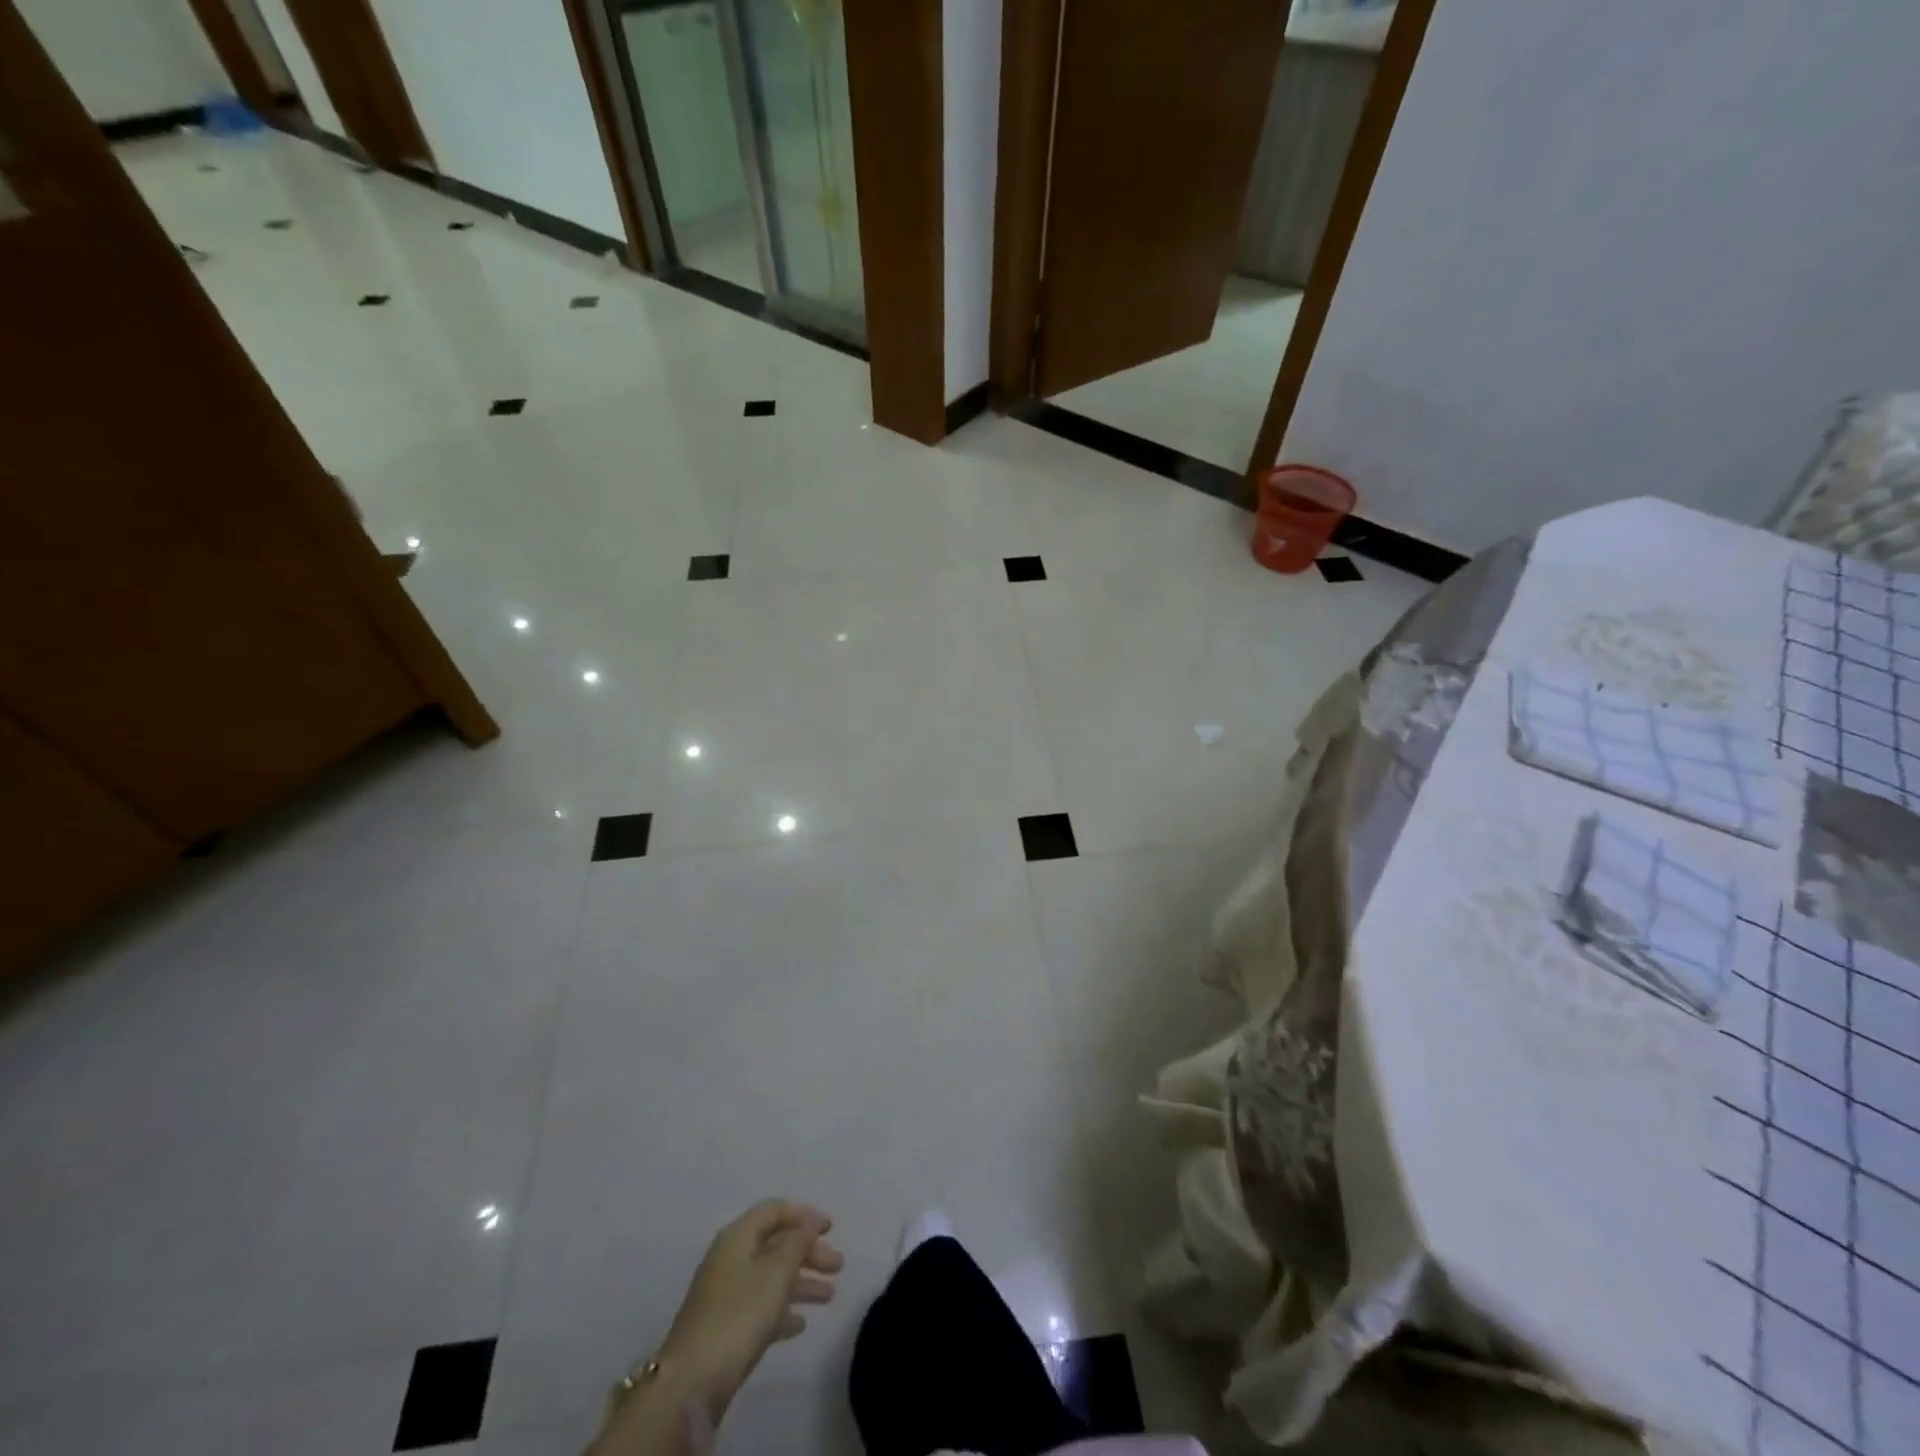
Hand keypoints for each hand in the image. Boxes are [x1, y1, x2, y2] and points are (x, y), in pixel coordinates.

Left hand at [658, 1200, 842, 1418]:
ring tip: (830, 1295)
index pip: (774, 1210)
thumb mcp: (776, 1272)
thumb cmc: (739, 1314)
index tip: (831, 1228)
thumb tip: (808, 1225)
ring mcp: (726, 1295)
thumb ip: (797, 1243)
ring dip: (802, 1282)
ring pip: (771, 1277)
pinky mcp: (726, 1328)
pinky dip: (782, 1310)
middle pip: (776, 1244)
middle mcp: (731, 1259)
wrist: (691, 1382)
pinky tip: (800, 1324)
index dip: (804, 1215)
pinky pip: (761, 1307)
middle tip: (838, 1266)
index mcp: (738, 1237)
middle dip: (809, 1252)